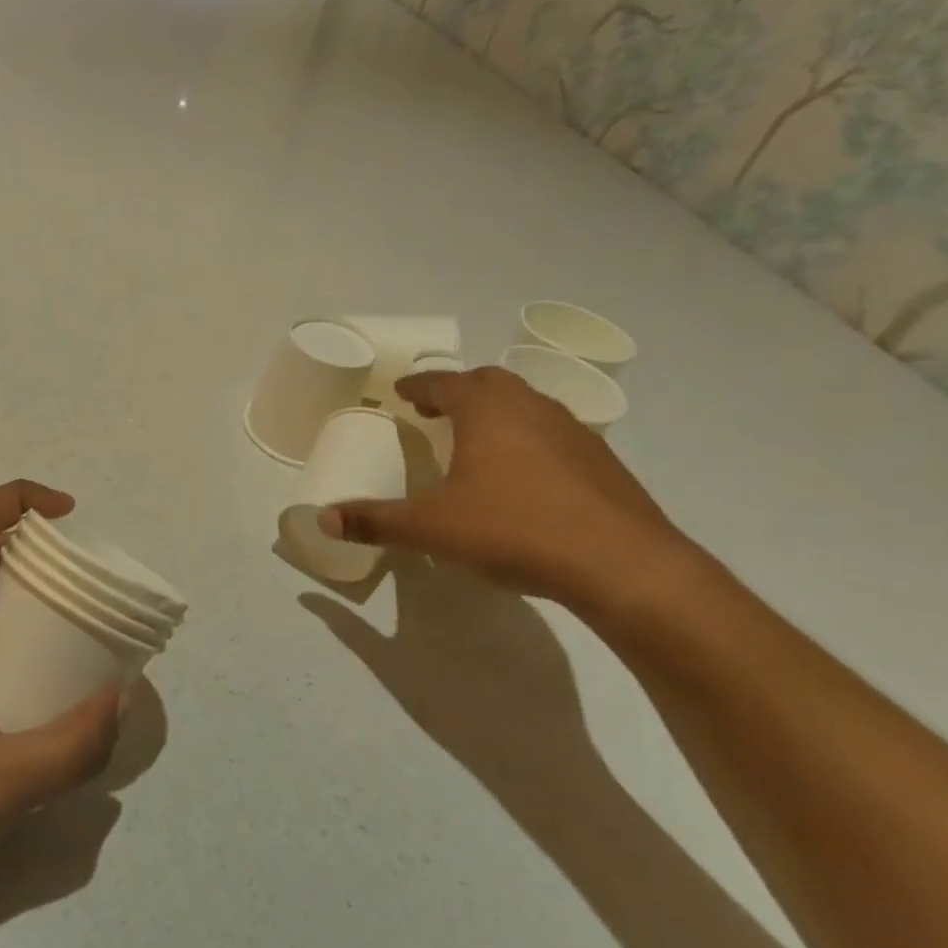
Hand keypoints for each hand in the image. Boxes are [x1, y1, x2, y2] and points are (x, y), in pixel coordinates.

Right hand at [319, 367, 699, 614]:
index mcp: (486, 409)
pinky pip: (554, 434)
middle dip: (459, 390)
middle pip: (489, 383)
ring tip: (477, 440)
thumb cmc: (514, 529)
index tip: (403, 391)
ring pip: (527, 405)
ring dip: (497, 413)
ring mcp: (573, 432)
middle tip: (436, 411)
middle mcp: (530, 407)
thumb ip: (376, 521)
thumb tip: (323, 518)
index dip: (418, 385)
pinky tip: (525, 477)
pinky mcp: (603, 462)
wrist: (623, 566)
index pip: (444, 382)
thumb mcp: (432, 528)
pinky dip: (530, 440)